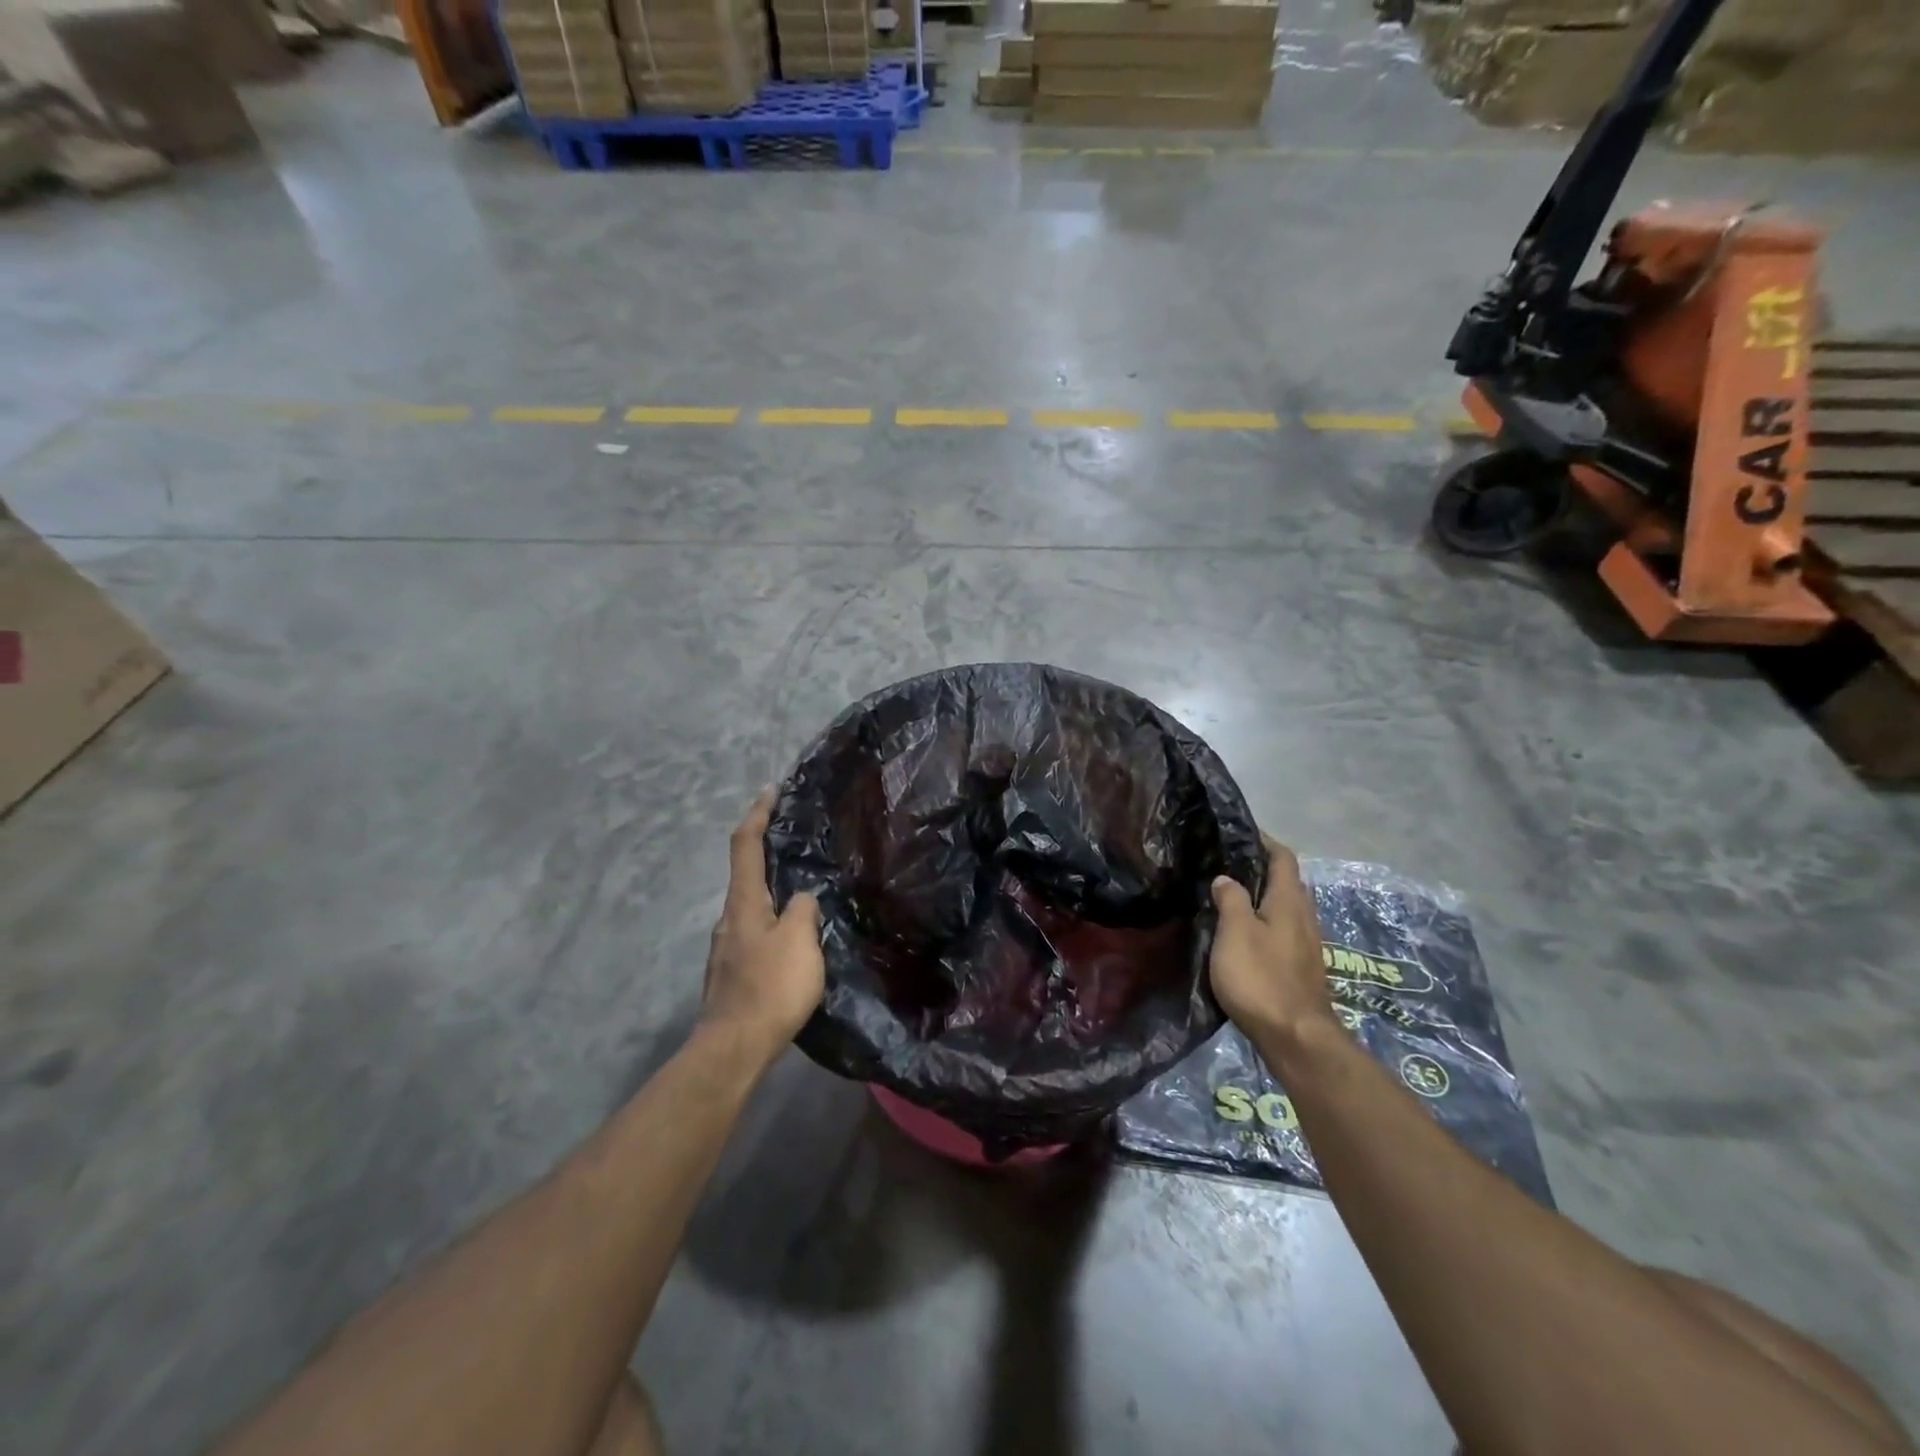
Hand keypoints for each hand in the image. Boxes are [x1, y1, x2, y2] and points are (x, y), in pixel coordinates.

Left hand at [701, 790, 825, 1064]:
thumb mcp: (800, 941)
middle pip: (747, 874)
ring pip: (754, 907)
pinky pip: (757, 932)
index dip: (758, 814)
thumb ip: (804, 909)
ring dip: (775, 892)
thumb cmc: (770, 987)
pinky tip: (796, 939)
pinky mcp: (734, 972)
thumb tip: (802, 898)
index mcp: (744, 903)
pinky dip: (775, 921)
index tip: (771, 790)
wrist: (734, 1048)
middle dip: (768, 852)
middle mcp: (730, 918)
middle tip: (799, 843)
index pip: (746, 845)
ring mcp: (728, 947)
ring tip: (806, 893)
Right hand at [1209, 835, 1333, 1049]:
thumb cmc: (1261, 978)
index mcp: (1289, 902)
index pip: (1282, 857)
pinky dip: (1264, 922)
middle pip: (1286, 882)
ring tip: (1228, 896)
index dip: (1263, 841)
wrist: (1295, 1037)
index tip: (1237, 833)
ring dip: (1261, 898)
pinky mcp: (1301, 968)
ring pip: (1285, 908)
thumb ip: (1231, 900)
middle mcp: (1304, 917)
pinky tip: (1242, 934)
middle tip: (1225, 864)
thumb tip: (1226, 878)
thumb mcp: (1235, 932)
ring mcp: (1306, 944)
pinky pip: (1282, 931)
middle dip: (1260, 869)